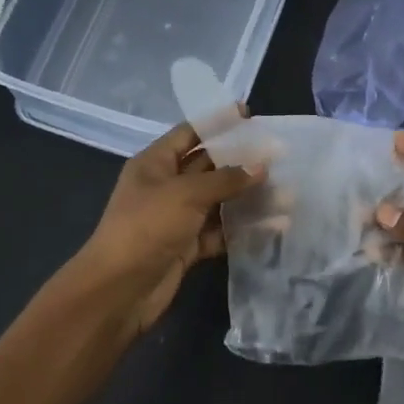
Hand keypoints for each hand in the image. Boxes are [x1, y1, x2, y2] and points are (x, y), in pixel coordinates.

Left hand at [68, 119, 260, 334]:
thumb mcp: (186, 194)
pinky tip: (273, 225)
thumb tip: (261, 167)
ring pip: (218, 200)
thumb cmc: (147, 227)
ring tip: (285, 192)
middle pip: (208, 166)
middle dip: (241, 160)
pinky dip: (243, 229)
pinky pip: (220, 231)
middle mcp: (166, 186)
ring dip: (247, 197)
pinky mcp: (188, 246)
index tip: (248, 114)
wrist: (119, 289)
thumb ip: (226, 179)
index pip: (190, 133)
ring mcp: (177, 218)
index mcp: (155, 163)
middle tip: (278, 155)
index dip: (217, 122)